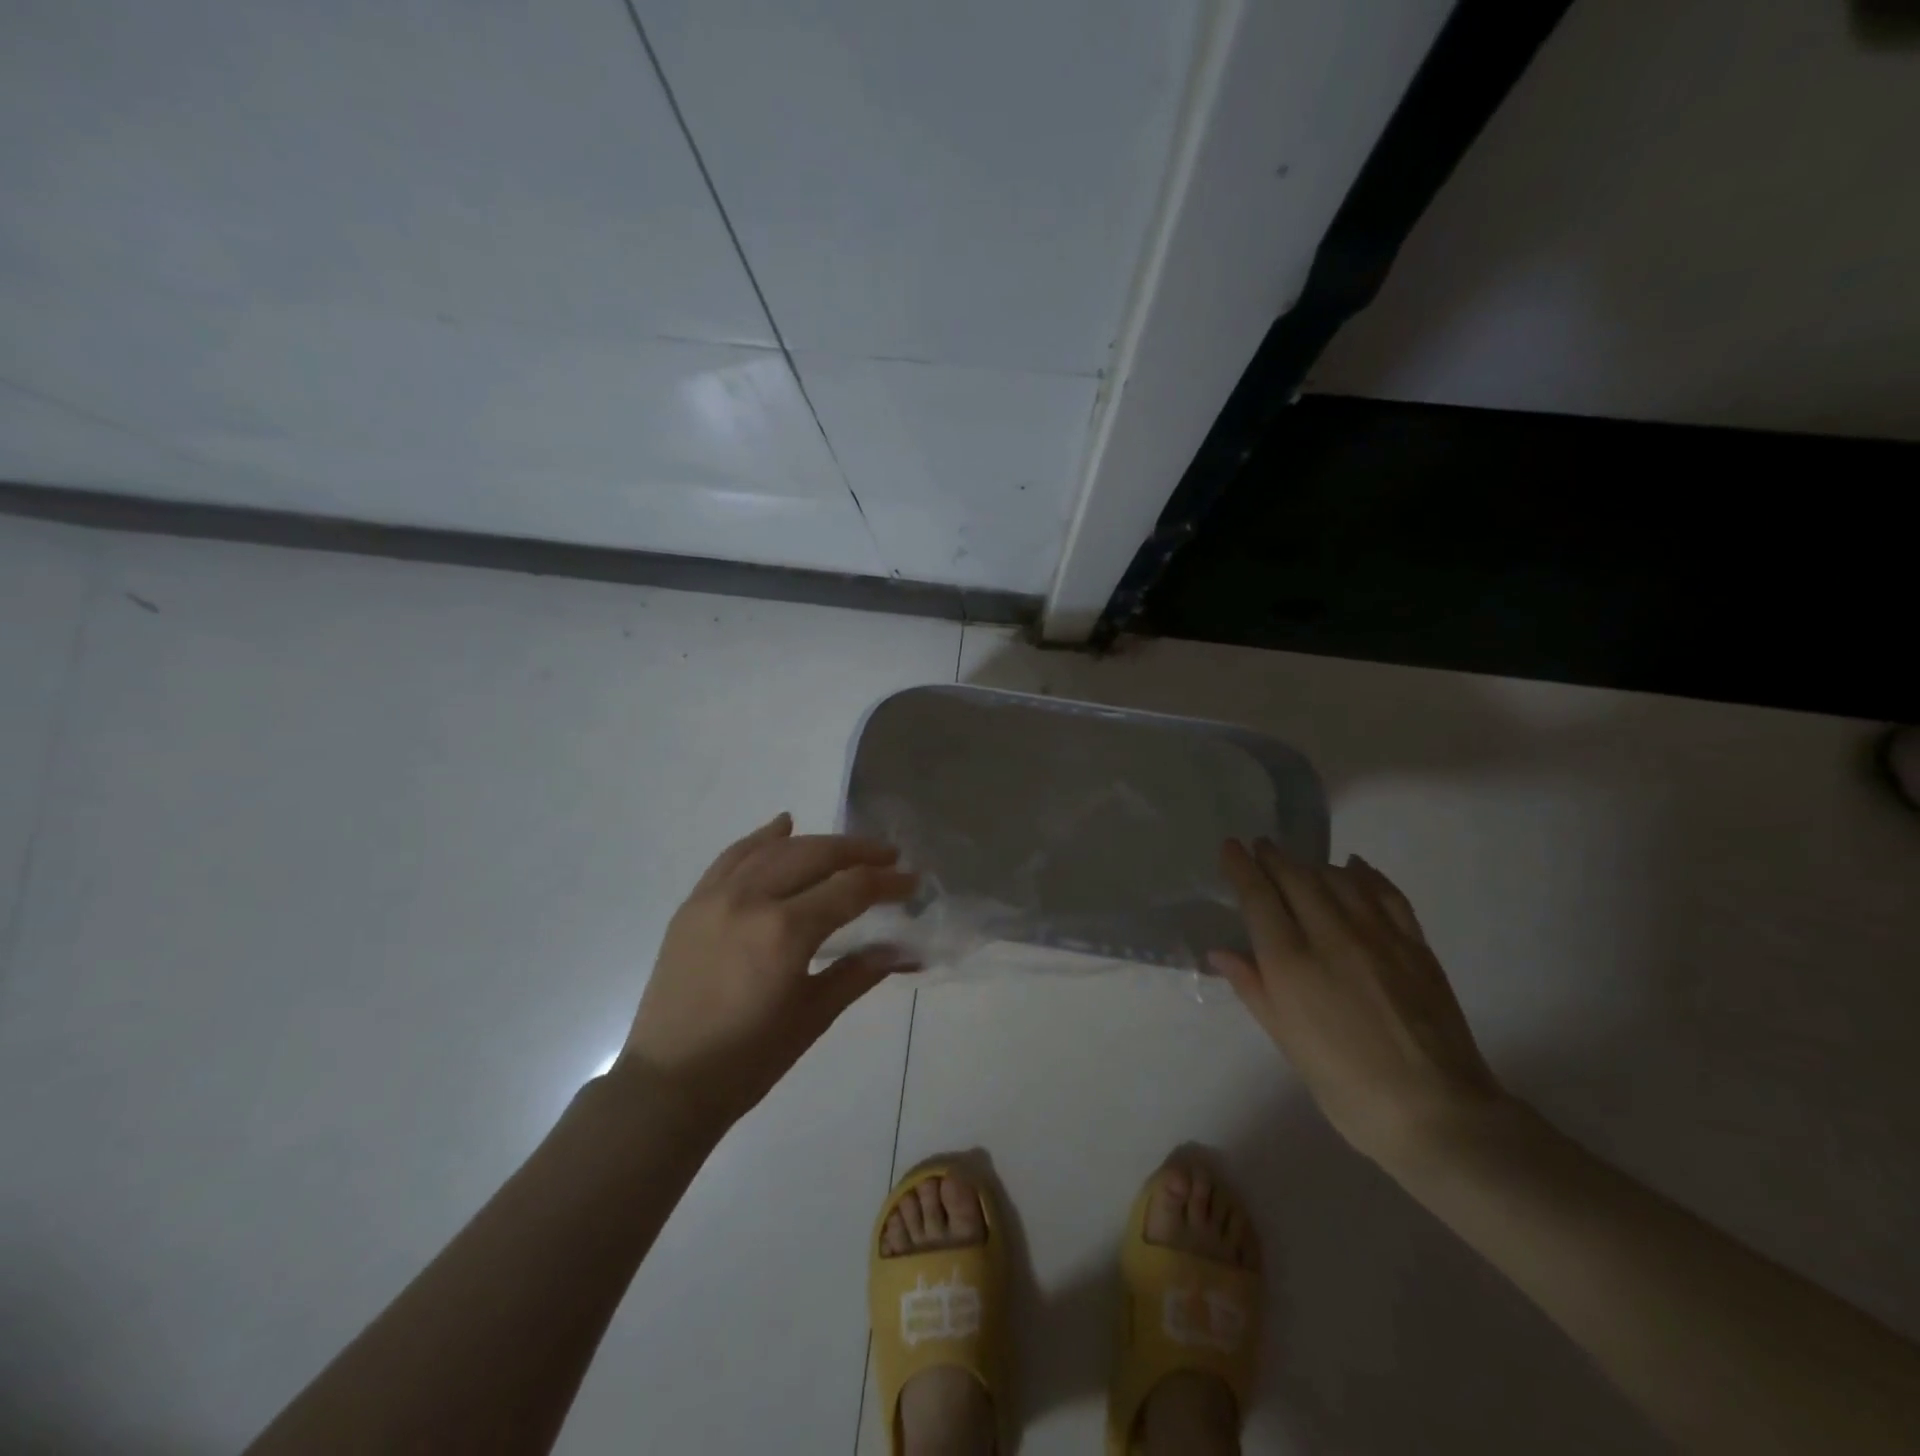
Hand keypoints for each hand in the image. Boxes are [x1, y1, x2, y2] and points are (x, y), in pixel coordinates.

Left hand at [618, 813, 917, 1123]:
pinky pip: (732, 857)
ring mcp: (716, 897)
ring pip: (776, 850)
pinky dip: (761, 839)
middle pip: (815, 856)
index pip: (850, 889)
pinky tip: (783, 826)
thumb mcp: (813, 1016)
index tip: (912, 882)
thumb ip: (859, 973)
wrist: (668, 1083)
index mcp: (785, 932)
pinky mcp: (693, 904)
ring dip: (817, 843)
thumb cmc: (749, 1060)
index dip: (887, 883)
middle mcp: (751, 899)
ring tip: (848, 848)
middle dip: (858, 852)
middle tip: (889, 857)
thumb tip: (905, 950)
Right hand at [1212, 839, 1505, 1167]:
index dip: (1242, 868)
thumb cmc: (1345, 1085)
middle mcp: (1331, 938)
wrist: (1435, 1112)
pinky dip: (1365, 875)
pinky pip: (1386, 894)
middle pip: (1297, 879)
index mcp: (1291, 964)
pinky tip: (1355, 868)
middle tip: (1262, 846)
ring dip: (1314, 865)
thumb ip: (1254, 988)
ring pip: (1339, 880)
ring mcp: (1378, 937)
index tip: (1230, 846)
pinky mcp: (1415, 945)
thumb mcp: (1287, 1041)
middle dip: (1275, 857)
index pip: (1259, 898)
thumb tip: (1220, 952)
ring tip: (1301, 864)